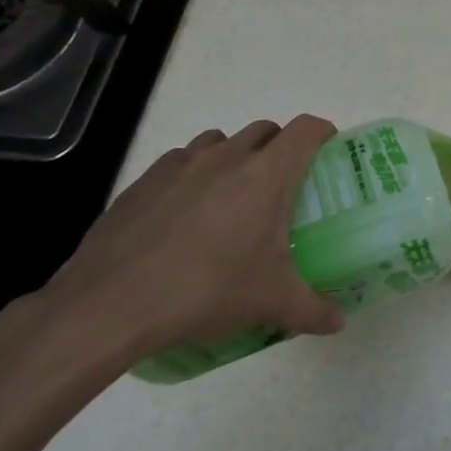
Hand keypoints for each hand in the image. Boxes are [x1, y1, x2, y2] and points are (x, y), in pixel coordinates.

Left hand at [36, 116, 344, 361]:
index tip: (328, 154)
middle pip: (266, 130)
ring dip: (235, 157)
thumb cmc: (207, 290)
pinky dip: (193, 175)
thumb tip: (338, 322)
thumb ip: (313, 310)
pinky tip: (185, 214)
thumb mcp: (270, 303)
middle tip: (282, 188)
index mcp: (267, 174)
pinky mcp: (145, 180)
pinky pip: (180, 162)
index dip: (323, 134)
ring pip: (221, 141)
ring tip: (231, 199)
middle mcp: (227, 156)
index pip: (306, 129)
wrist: (111, 304)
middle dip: (280, 148)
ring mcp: (181, 163)